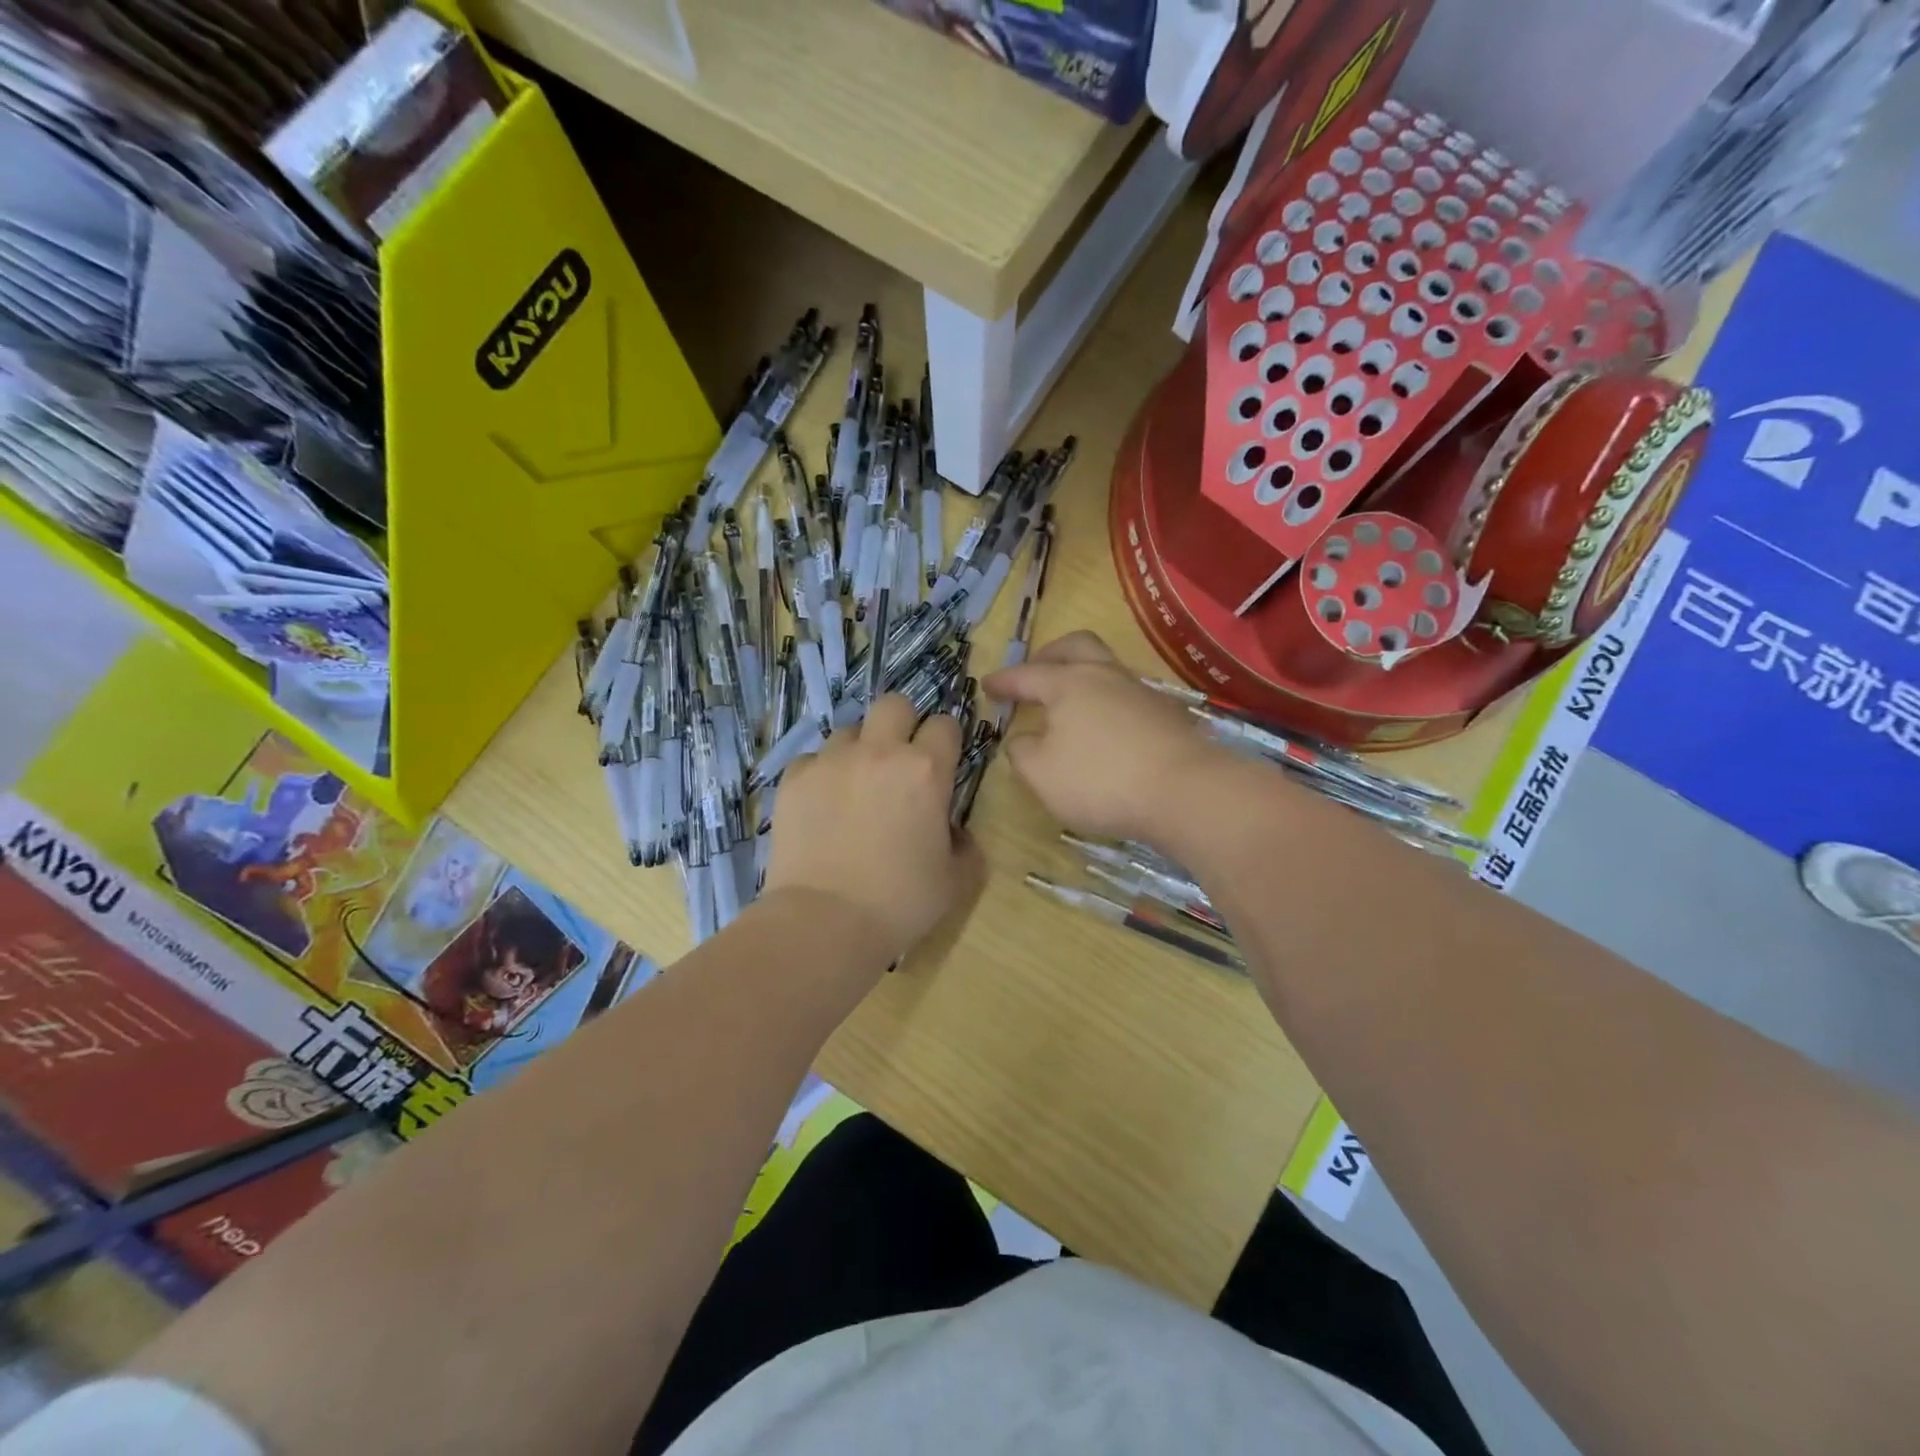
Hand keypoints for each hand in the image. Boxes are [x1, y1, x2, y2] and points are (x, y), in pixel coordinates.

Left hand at [762, 696, 985, 965]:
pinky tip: (822, 805)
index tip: (943, 761)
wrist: (824, 923)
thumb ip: (965, 846)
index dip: (947, 740)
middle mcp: (878, 753)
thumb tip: (954, 832)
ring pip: (850, 730)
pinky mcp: (793, 779)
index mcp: (925, 770)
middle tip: (900, 760)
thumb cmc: (899, 904)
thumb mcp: (955, 881)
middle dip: (903, 723)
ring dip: (859, 750)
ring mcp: (831, 762)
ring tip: (856, 786)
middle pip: (894, 704)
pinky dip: (822, 774)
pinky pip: (812, 759)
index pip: (945, 724)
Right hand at [982, 632, 1230, 843]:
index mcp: (1068, 683)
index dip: (1004, 680)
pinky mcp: (1166, 715)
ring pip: (1105, 669)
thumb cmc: (1100, 780)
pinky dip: (1106, 703)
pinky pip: (1126, 696)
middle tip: (1035, 672)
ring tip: (1069, 706)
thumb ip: (1023, 752)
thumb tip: (1024, 739)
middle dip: (1050, 655)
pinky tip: (1104, 729)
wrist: (1185, 792)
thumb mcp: (1042, 774)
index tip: (987, 685)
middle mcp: (1105, 676)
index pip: (1026, 675)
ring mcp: (1140, 692)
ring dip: (1082, 678)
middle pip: (1076, 647)